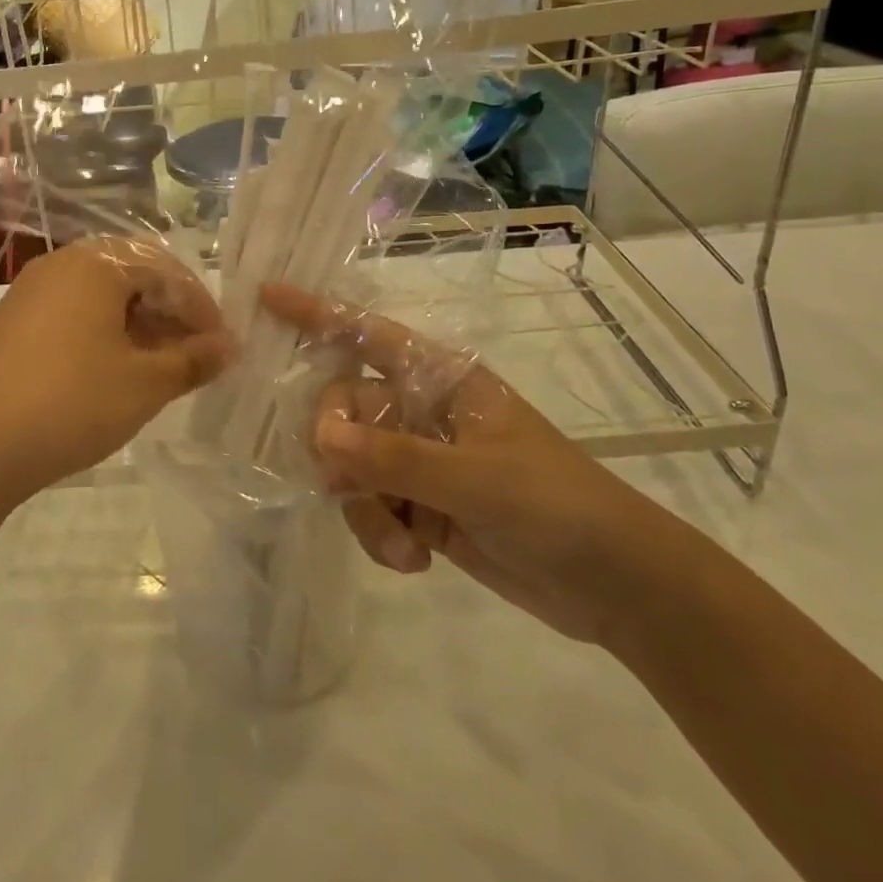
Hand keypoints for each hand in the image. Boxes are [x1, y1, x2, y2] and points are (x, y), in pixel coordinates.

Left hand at [0, 238, 230, 505]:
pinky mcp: (13, 322)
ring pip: (103, 297)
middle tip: (193, 354)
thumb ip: (193, 360)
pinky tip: (114, 372)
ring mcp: (32, 291)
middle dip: (170, 313)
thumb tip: (229, 347)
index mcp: (99, 263)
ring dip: (139, 325)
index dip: (202, 308)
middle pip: (134, 276)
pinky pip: (74, 314)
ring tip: (160, 368)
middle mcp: (63, 264)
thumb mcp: (144, 384)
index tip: (222, 347)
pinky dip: (105, 335)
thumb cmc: (70, 402)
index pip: (168, 270)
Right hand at [260, 283, 677, 643]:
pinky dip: (380, 534)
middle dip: (338, 450)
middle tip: (345, 485)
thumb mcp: (477, 479)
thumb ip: (394, 457)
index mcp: (441, 380)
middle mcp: (422, 412)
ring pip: (351, 466)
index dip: (317, 314)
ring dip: (364, 509)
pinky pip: (369, 508)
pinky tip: (415, 561)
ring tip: (404, 545)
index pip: (368, 335)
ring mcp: (419, 461)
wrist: (616, 586)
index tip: (266, 295)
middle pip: (344, 409)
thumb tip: (320, 437)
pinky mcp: (420, 506)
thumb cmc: (556, 506)